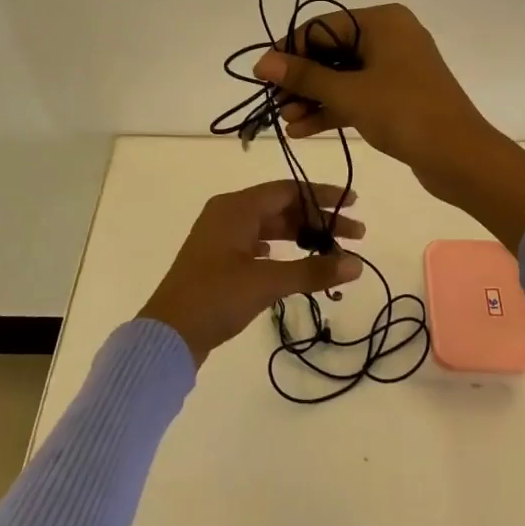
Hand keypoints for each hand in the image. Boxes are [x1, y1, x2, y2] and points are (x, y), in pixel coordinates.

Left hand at [137, 181, 364, 366]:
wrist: (167, 335)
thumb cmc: (215, 298)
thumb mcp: (266, 282)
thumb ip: (312, 270)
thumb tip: (357, 264)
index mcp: (236, 207)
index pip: (288, 189)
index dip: (323, 195)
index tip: (354, 203)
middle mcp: (228, 213)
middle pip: (282, 207)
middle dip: (318, 220)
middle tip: (355, 235)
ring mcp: (221, 237)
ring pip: (270, 226)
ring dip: (301, 236)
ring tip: (332, 252)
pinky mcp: (218, 259)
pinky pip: (257, 242)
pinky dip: (281, 249)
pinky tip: (295, 262)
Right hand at [252, 4, 524, 247]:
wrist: (461, 158)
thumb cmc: (404, 112)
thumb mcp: (349, 93)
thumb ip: (304, 76)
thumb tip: (261, 61)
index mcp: (383, 21)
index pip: (323, 26)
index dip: (290, 50)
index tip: (262, 73)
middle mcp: (390, 36)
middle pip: (332, 51)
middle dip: (301, 80)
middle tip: (274, 103)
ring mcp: (396, 67)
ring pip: (344, 76)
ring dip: (314, 98)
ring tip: (286, 122)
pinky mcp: (399, 95)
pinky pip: (358, 94)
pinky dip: (333, 109)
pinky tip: (303, 129)